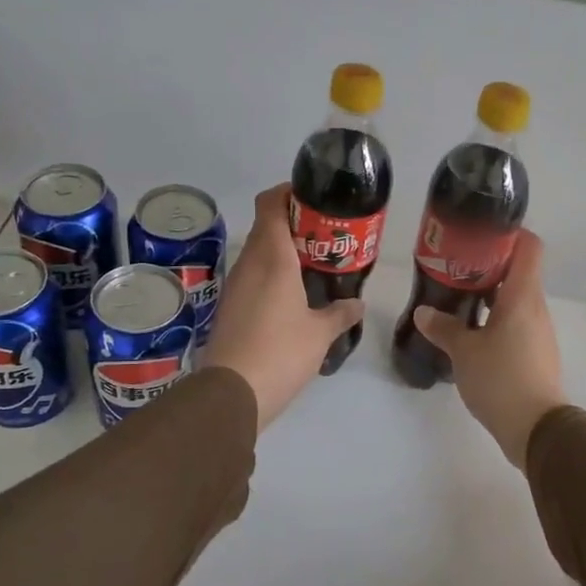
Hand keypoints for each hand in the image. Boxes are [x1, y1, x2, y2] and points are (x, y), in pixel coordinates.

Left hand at [201, 184, 364, 430]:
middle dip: (293, 223)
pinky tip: (292, 294)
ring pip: (258, 252)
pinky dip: (271, 274)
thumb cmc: (280, 352)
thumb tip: (357, 304)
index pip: (271, 204)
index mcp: (272, 258)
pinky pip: (252, 276)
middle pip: (266, 226)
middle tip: (325, 235)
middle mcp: (249, 264)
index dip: (288, 192)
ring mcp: (235, 285)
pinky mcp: (229, 307)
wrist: (232, 393)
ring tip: (313, 263)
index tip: (312, 197)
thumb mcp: (320, 334)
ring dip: (281, 250)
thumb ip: (340, 314)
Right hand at [413, 231, 567, 468]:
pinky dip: (495, 319)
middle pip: (518, 271)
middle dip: (488, 265)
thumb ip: (444, 328)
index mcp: (522, 296)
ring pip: (515, 299)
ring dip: (490, 295)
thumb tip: (424, 313)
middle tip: (455, 267)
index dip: (509, 234)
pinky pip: (515, 323)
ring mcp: (538, 331)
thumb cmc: (501, 379)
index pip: (529, 247)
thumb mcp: (464, 352)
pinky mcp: (535, 353)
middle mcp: (535, 307)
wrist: (537, 429)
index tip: (480, 235)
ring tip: (457, 298)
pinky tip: (470, 332)